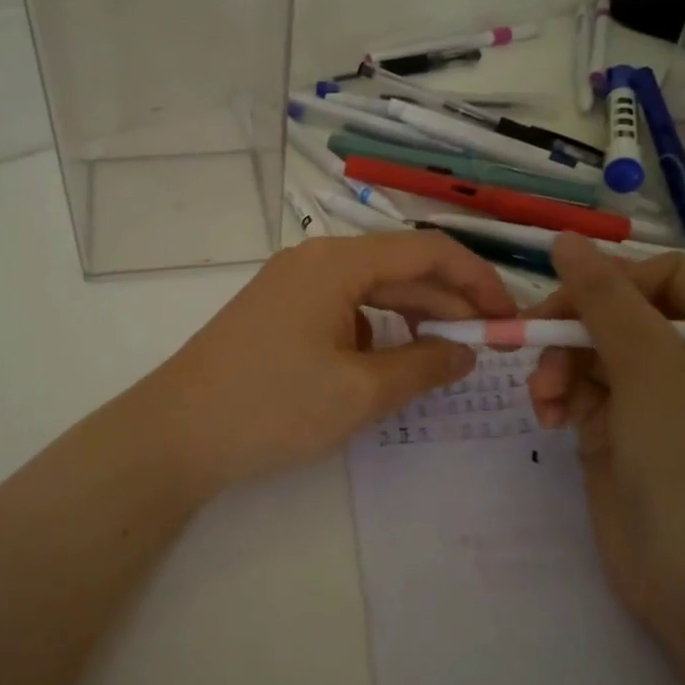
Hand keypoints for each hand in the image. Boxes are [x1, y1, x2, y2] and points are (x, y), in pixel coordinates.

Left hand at [127, 232, 518, 492]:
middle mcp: (315, 258)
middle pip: (400, 267)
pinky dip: (375, 329)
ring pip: (371, 288)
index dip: (477, 279)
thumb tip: (467, 350)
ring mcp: (291, 283)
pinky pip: (342, 307)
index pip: (428, 250)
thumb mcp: (361, 391)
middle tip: (488, 343)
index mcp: (338, 261)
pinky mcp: (277, 310)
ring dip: (412, 315)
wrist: (176, 433)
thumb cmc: (273, 406)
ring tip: (445, 354)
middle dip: (448, 300)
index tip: (508, 317)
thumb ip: (424, 366)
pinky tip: (387, 363)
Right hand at [526, 234, 684, 648]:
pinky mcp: (617, 424)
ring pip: (588, 348)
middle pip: (615, 309)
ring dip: (558, 367)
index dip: (611, 281)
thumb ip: (604, 298)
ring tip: (545, 401)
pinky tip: (548, 418)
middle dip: (572, 330)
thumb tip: (565, 239)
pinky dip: (559, 396)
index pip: (661, 275)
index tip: (568, 303)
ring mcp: (652, 392)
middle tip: (533, 345)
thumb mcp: (648, 366)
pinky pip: (578, 387)